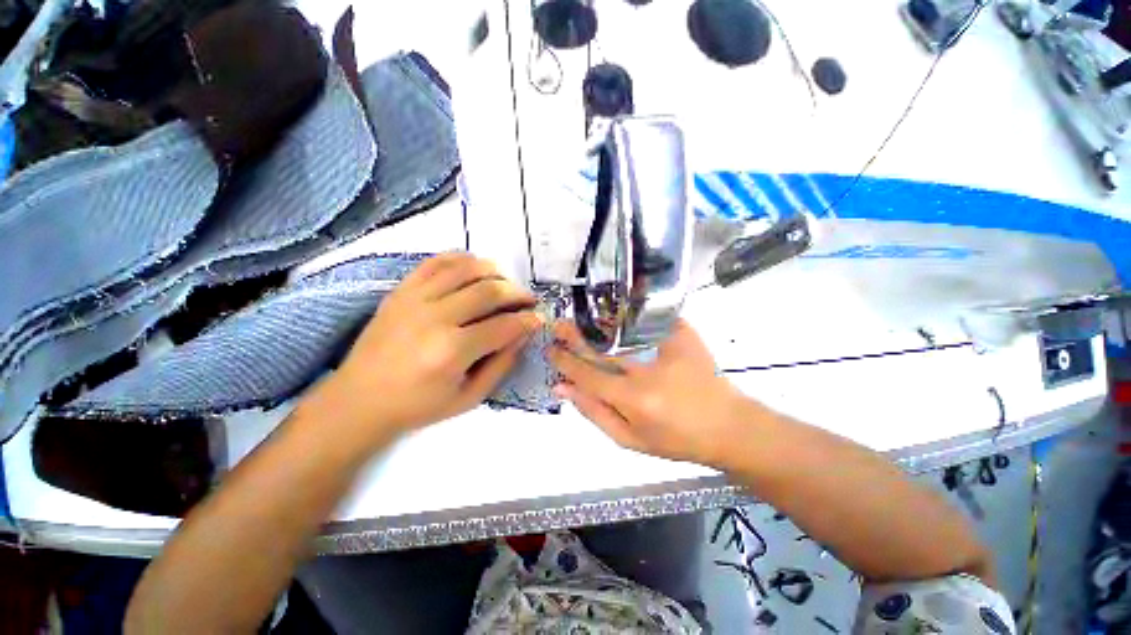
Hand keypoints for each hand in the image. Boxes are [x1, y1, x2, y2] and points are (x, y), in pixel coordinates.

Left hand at [315, 253, 540, 442]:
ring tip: (504, 283)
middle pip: (489, 291)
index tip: (539, 318)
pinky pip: (436, 262)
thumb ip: (502, 364)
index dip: (528, 320)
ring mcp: (415, 299)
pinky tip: (474, 269)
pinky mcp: (401, 290)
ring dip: (494, 272)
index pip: (504, 325)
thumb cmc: (418, 405)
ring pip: (466, 269)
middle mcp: (435, 318)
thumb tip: (523, 334)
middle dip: (517, 293)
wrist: (359, 400)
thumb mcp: (470, 397)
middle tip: (528, 300)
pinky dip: (461, 259)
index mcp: (452, 351)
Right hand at [548, 319, 748, 467]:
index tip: (550, 350)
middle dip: (575, 334)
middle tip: (558, 324)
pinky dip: (627, 315)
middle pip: (602, 347)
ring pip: (622, 329)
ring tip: (579, 317)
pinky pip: (648, 319)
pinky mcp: (683, 334)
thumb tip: (562, 388)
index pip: (587, 375)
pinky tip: (614, 310)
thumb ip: (594, 413)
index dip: (565, 362)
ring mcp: (667, 348)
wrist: (726, 426)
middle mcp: (648, 371)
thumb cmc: (676, 440)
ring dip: (596, 322)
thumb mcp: (630, 439)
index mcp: (634, 399)